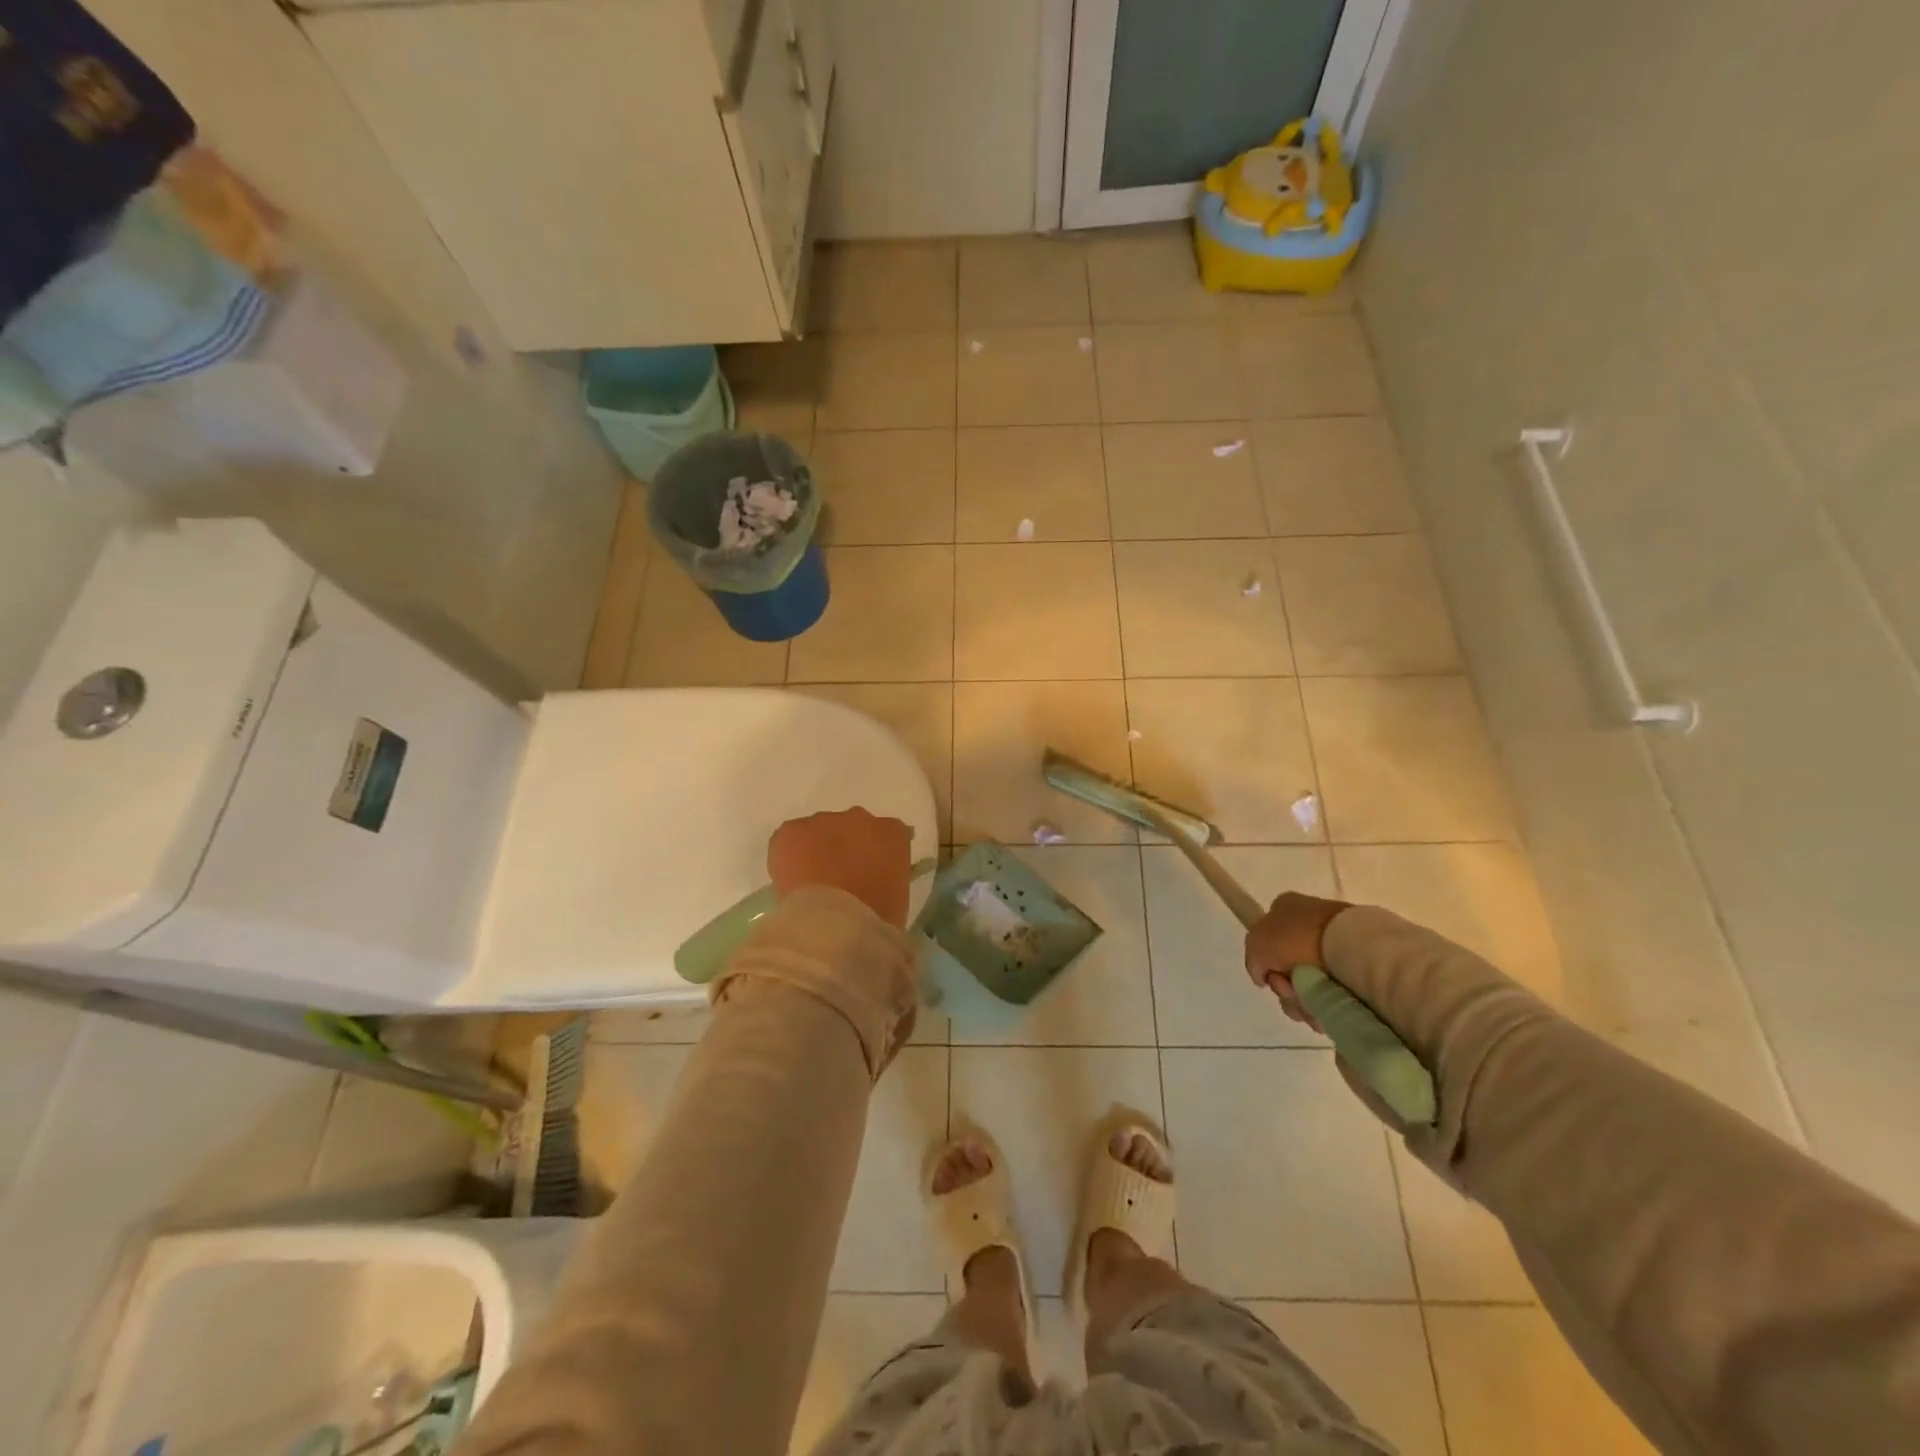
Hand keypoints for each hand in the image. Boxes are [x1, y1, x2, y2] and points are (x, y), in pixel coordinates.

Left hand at [767, 808, 913, 927]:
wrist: (836, 925)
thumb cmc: (876, 919)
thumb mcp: (896, 897)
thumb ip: (886, 877)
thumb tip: (871, 881)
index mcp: (892, 833)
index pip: (887, 835)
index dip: (873, 855)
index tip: (868, 876)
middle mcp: (860, 818)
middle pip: (850, 828)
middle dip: (843, 849)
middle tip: (837, 881)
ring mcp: (824, 821)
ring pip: (817, 832)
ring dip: (815, 851)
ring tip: (810, 885)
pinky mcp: (791, 831)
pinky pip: (788, 840)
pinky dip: (787, 858)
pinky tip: (791, 884)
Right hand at [1244, 891, 1351, 1028]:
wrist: (1349, 945)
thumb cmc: (1296, 937)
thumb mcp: (1257, 942)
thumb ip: (1253, 960)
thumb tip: (1264, 976)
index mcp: (1286, 908)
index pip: (1267, 941)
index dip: (1266, 964)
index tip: (1272, 977)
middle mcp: (1309, 924)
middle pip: (1286, 968)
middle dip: (1285, 988)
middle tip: (1291, 992)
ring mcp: (1334, 945)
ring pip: (1307, 985)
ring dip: (1302, 1002)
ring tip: (1312, 1007)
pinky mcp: (1355, 967)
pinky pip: (1330, 994)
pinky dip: (1324, 1006)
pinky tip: (1325, 1011)